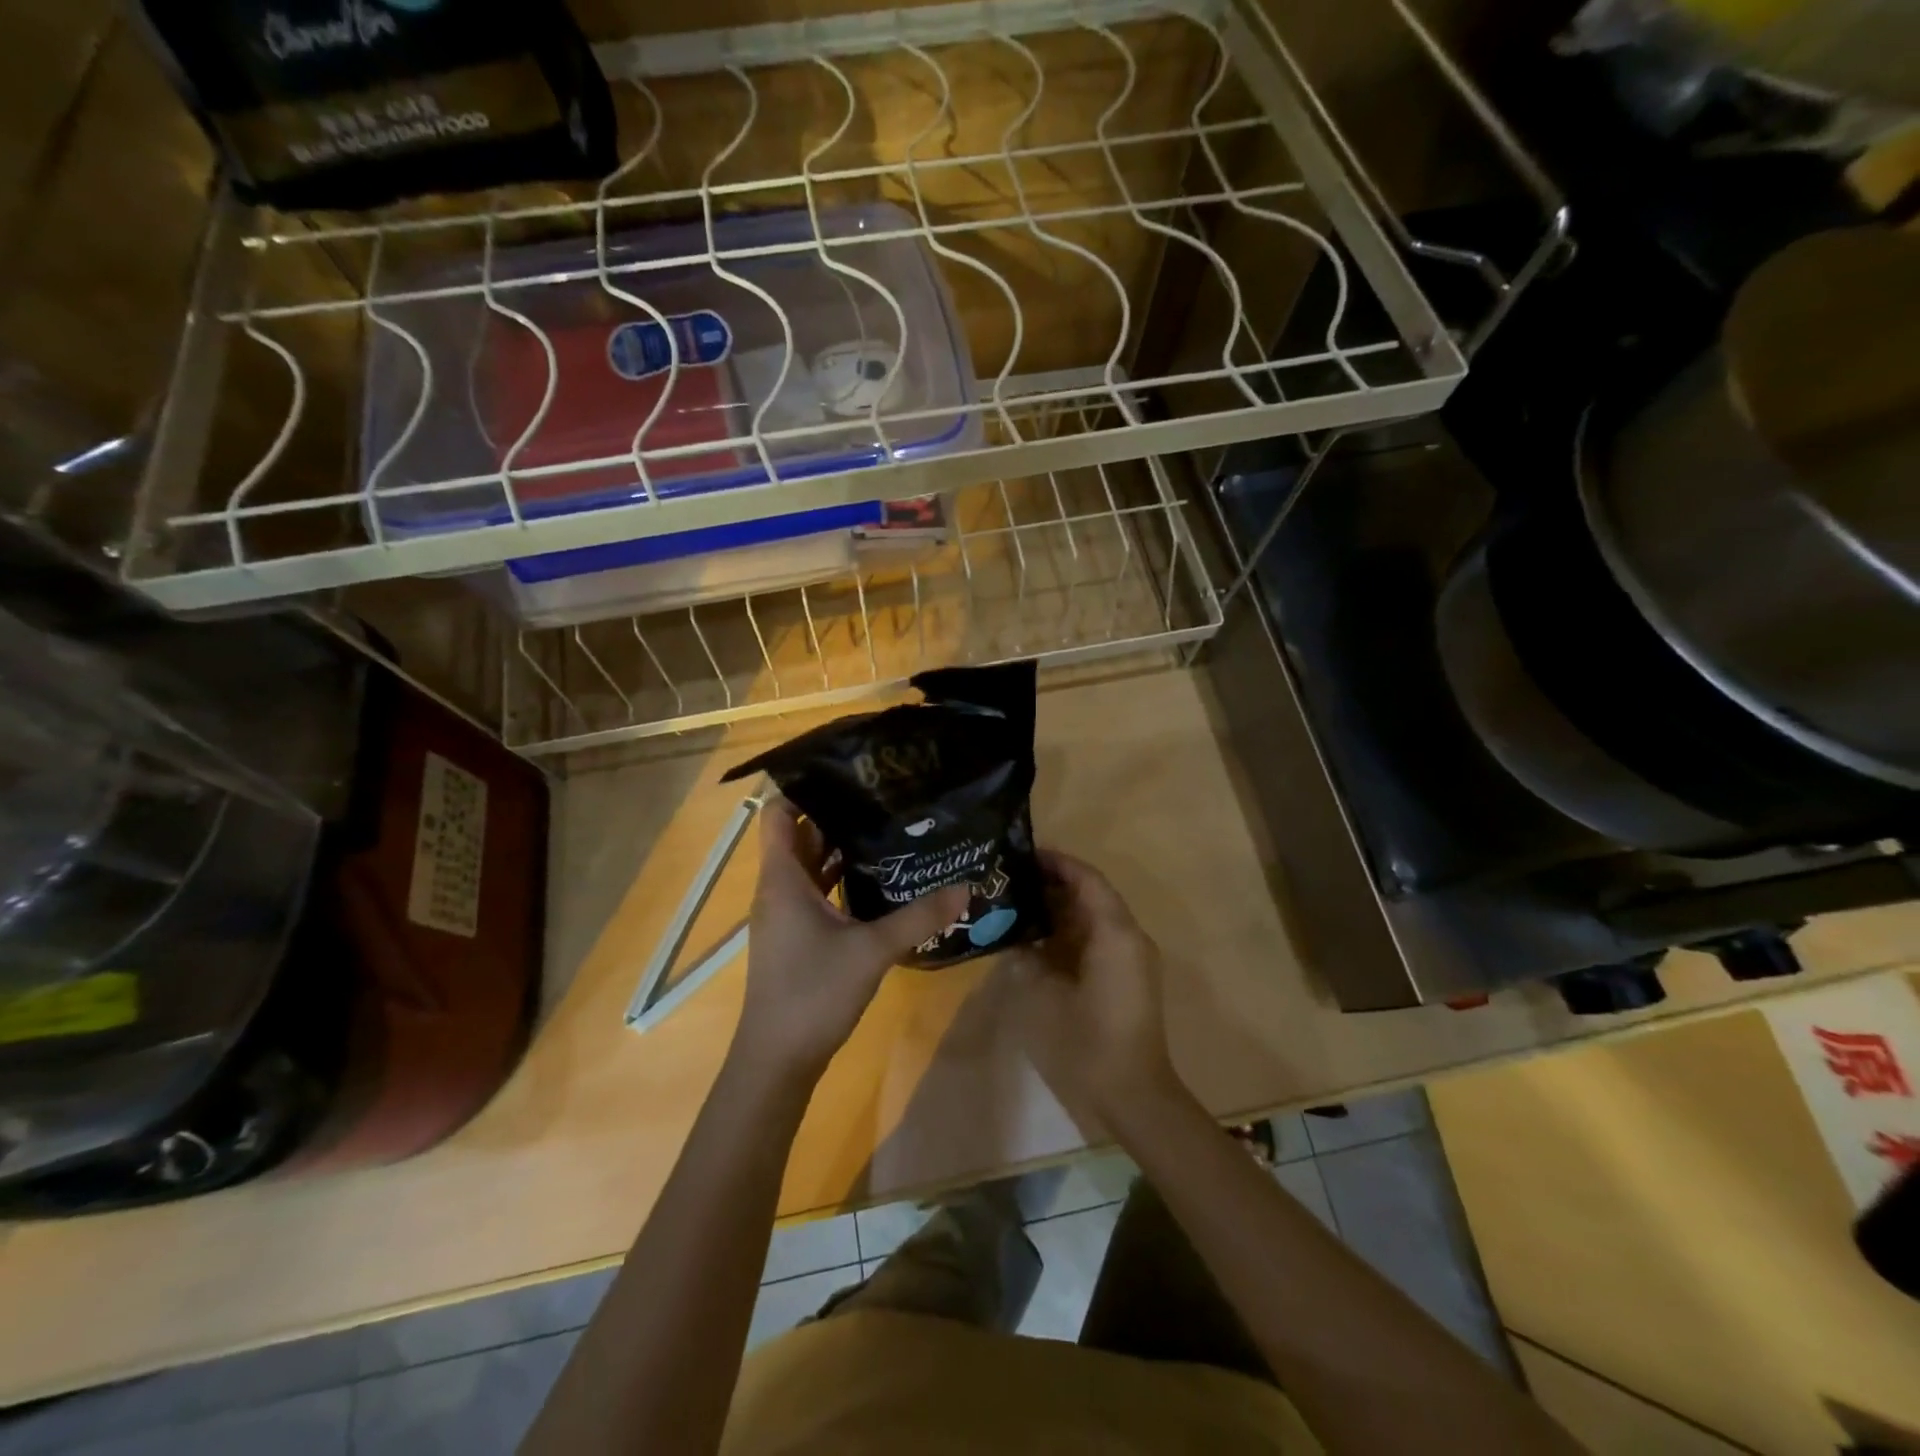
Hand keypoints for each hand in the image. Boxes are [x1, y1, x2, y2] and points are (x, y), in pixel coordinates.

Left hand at [732, 797, 968, 1085]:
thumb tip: (965, 887)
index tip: (846, 773)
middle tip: (882, 796)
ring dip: (841, 848)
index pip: (777, 814)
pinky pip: (817, 892)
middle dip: (837, 814)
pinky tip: (879, 880)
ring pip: (810, 866)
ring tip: (887, 827)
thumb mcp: (871, 950)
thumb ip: (918, 918)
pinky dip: (841, 880)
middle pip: (800, 836)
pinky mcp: (797, 937)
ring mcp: (786, 914)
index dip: (803, 788)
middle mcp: (779, 889)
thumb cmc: (812, 993)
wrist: (777, 1060)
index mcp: (783, 879)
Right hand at [1007, 850, 1180, 1124]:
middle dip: (1054, 884)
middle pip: (1092, 895)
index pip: (1087, 879)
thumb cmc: (1088, 1043)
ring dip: (1061, 909)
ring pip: (1094, 918)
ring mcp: (1130, 958)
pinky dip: (1069, 933)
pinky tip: (1037, 940)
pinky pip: (1097, 940)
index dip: (1057, 862)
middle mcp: (1128, 937)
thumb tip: (1016, 936)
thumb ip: (1029, 957)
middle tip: (1012, 880)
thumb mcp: (1046, 995)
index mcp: (1114, 933)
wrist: (1133, 1096)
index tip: (1024, 855)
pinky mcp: (1126, 978)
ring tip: (1018, 904)